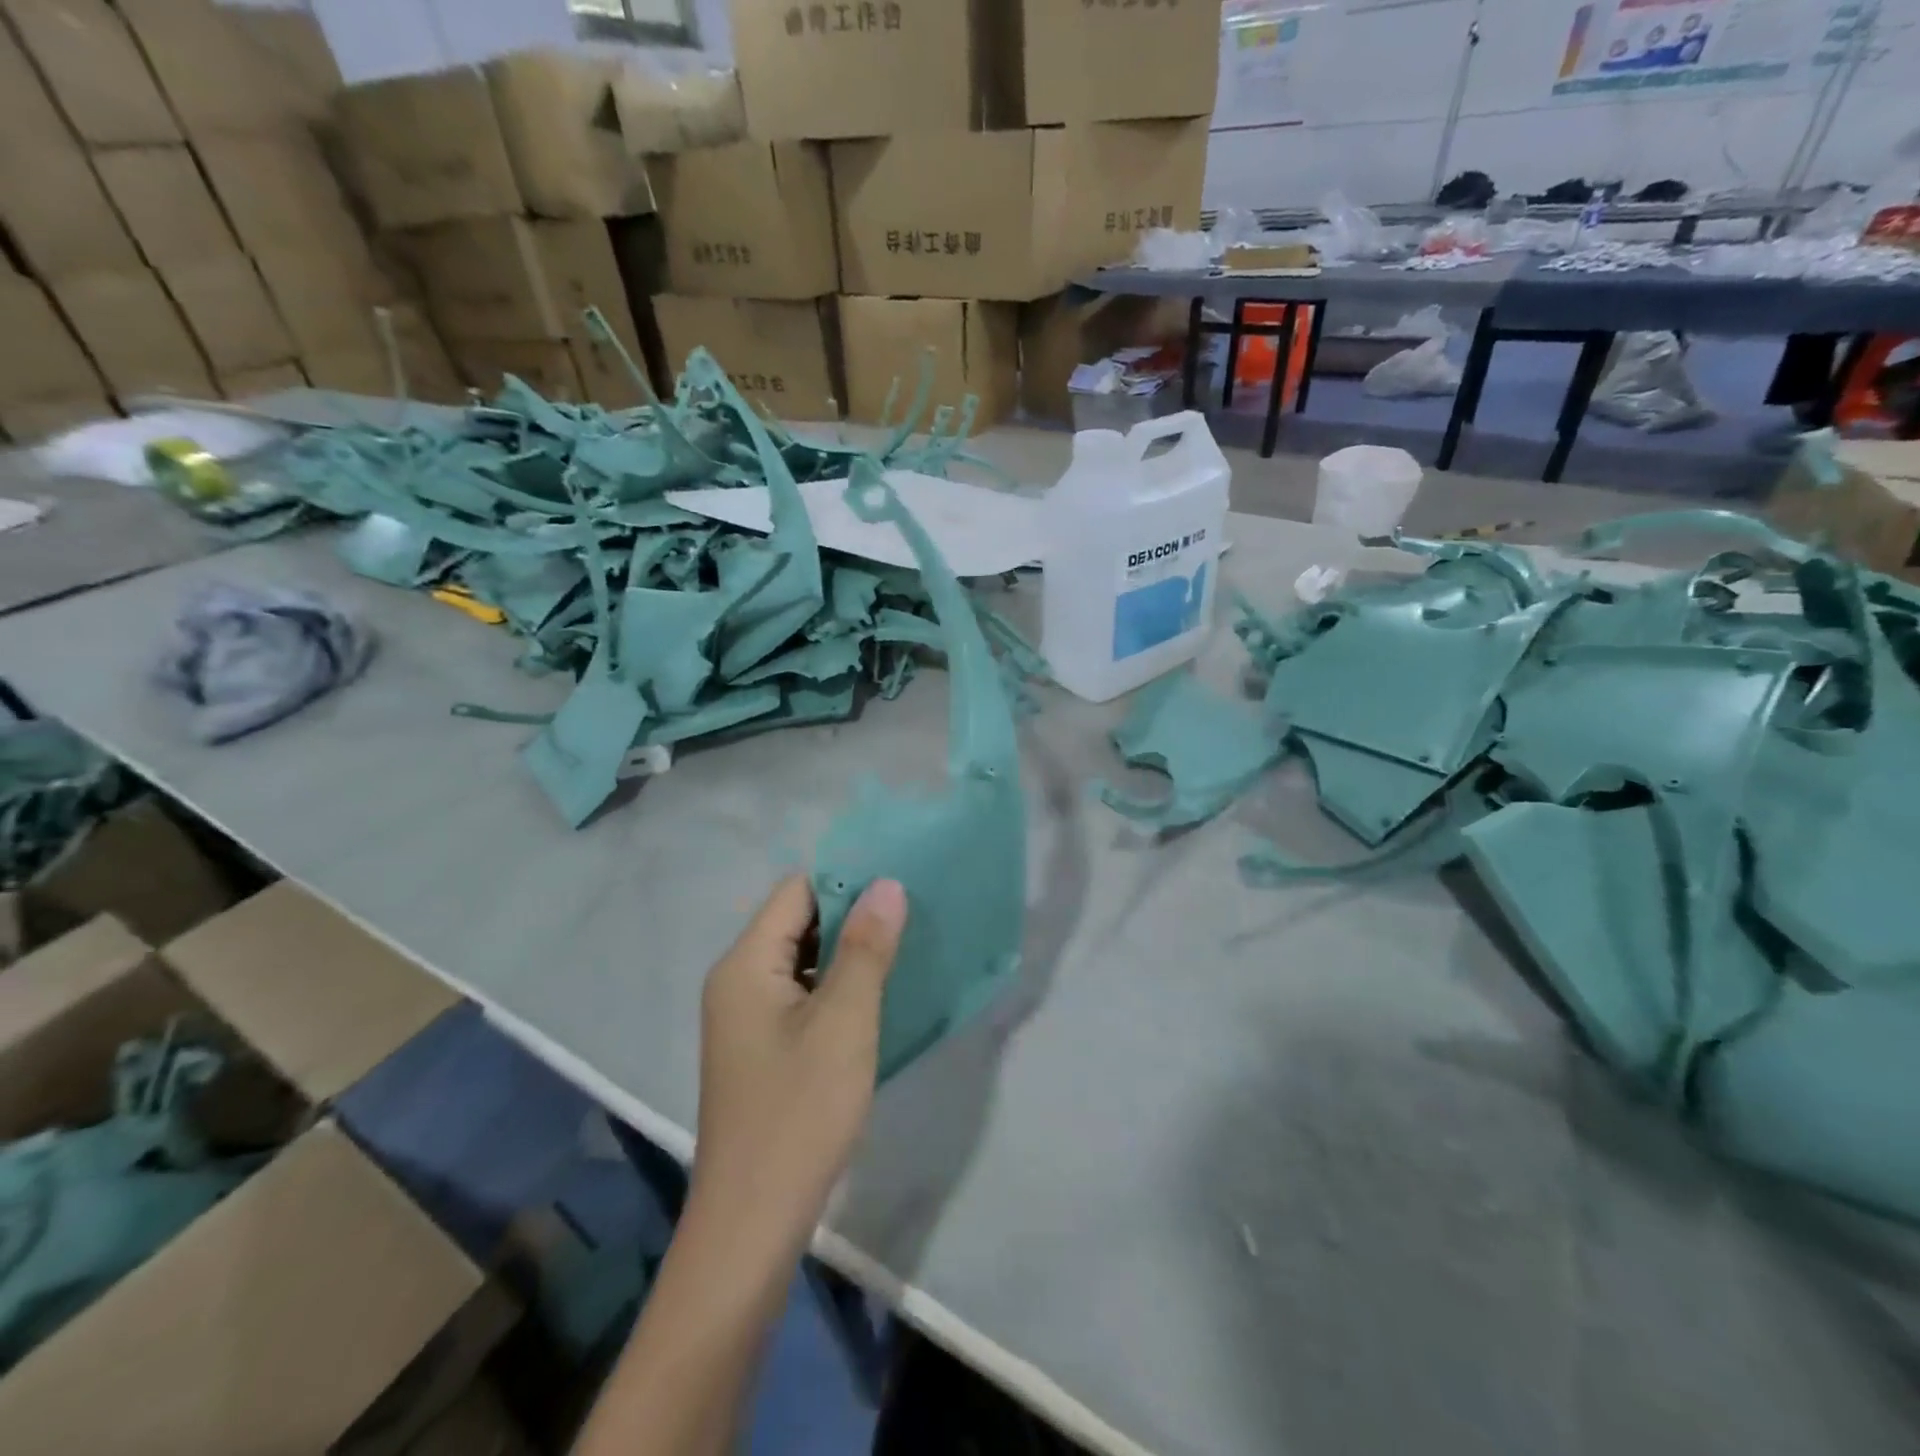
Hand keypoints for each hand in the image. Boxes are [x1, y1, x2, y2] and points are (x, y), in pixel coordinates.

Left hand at [690, 874, 906, 1255]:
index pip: (797, 891)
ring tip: (902, 951)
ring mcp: (745, 1016)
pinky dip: (835, 987)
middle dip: (852, 916)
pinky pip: (800, 993)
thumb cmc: (799, 1113)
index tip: (900, 886)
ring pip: (801, 959)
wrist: (752, 1224)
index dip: (847, 881)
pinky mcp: (760, 1046)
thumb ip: (866, 948)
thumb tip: (887, 883)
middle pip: (797, 920)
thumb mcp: (844, 1023)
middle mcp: (737, 979)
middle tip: (910, 918)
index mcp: (745, 963)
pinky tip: (874, 997)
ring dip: (846, 953)